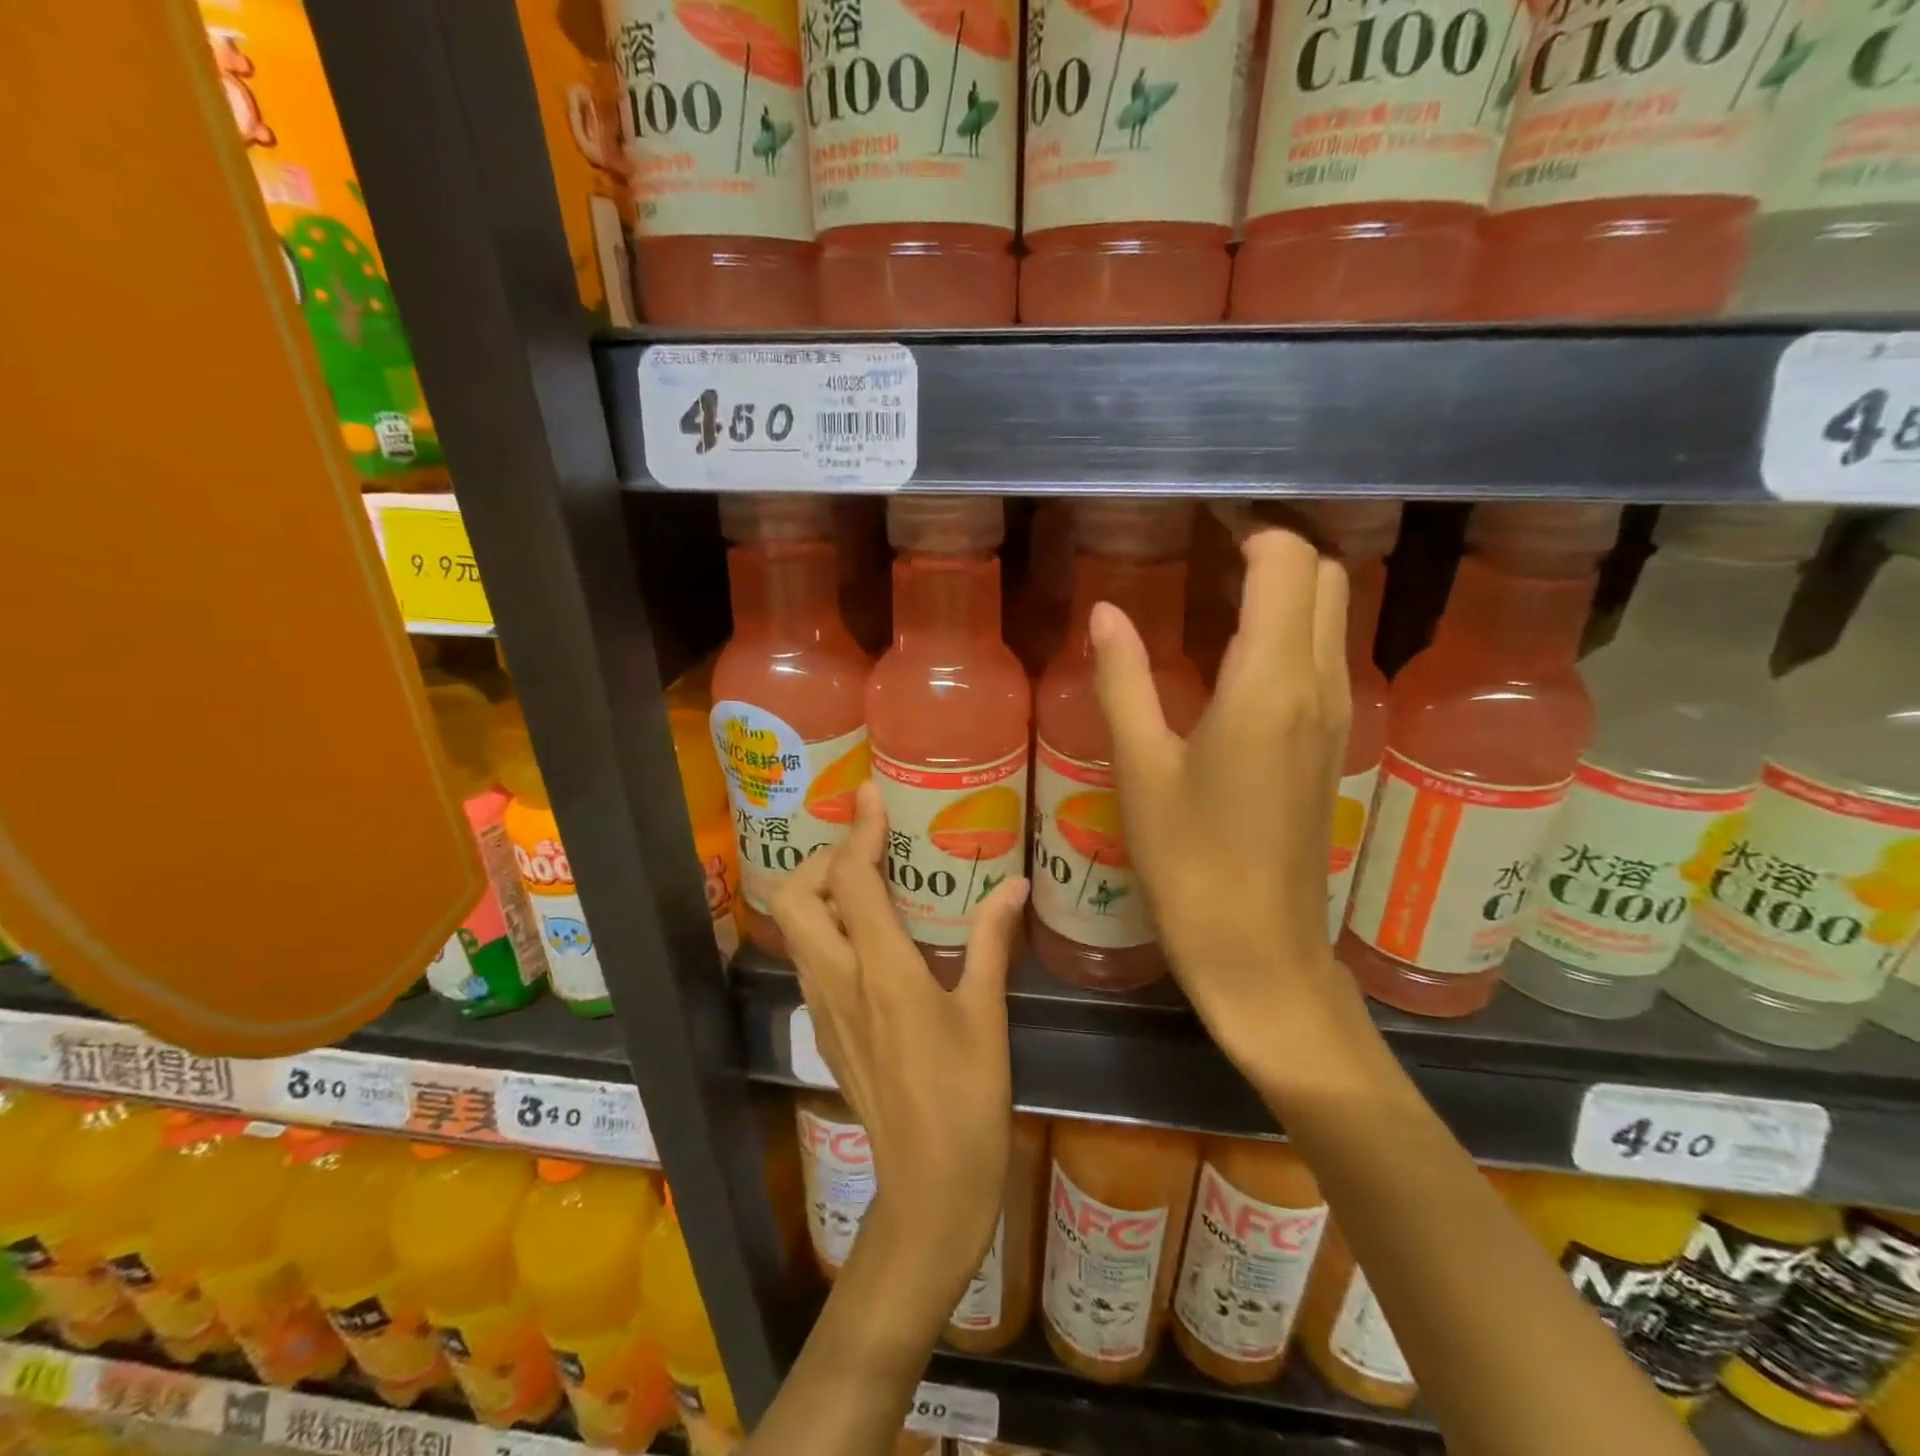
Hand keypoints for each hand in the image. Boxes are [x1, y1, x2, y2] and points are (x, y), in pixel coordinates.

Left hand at [769, 782, 1028, 1297]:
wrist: (927, 1189)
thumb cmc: (966, 1099)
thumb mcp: (986, 1016)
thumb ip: (993, 943)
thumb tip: (1012, 886)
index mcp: (882, 970)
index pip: (851, 880)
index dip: (857, 831)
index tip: (868, 795)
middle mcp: (839, 981)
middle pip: (795, 897)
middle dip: (821, 861)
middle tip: (866, 853)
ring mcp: (823, 1009)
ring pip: (796, 930)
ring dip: (819, 894)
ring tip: (866, 884)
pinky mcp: (824, 1031)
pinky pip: (809, 961)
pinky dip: (825, 930)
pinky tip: (868, 939)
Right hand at [1091, 527, 1367, 1080]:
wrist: (1260, 949)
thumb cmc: (1190, 863)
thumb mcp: (1141, 769)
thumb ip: (1123, 680)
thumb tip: (1106, 612)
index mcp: (1270, 683)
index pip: (1286, 562)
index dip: (1248, 526)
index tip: (1198, 517)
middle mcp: (1319, 685)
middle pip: (1322, 575)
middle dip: (1272, 545)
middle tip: (1202, 547)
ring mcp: (1335, 714)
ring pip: (1330, 613)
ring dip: (1284, 584)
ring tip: (1212, 586)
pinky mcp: (1331, 742)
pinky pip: (1323, 654)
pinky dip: (1289, 626)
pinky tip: (1231, 650)